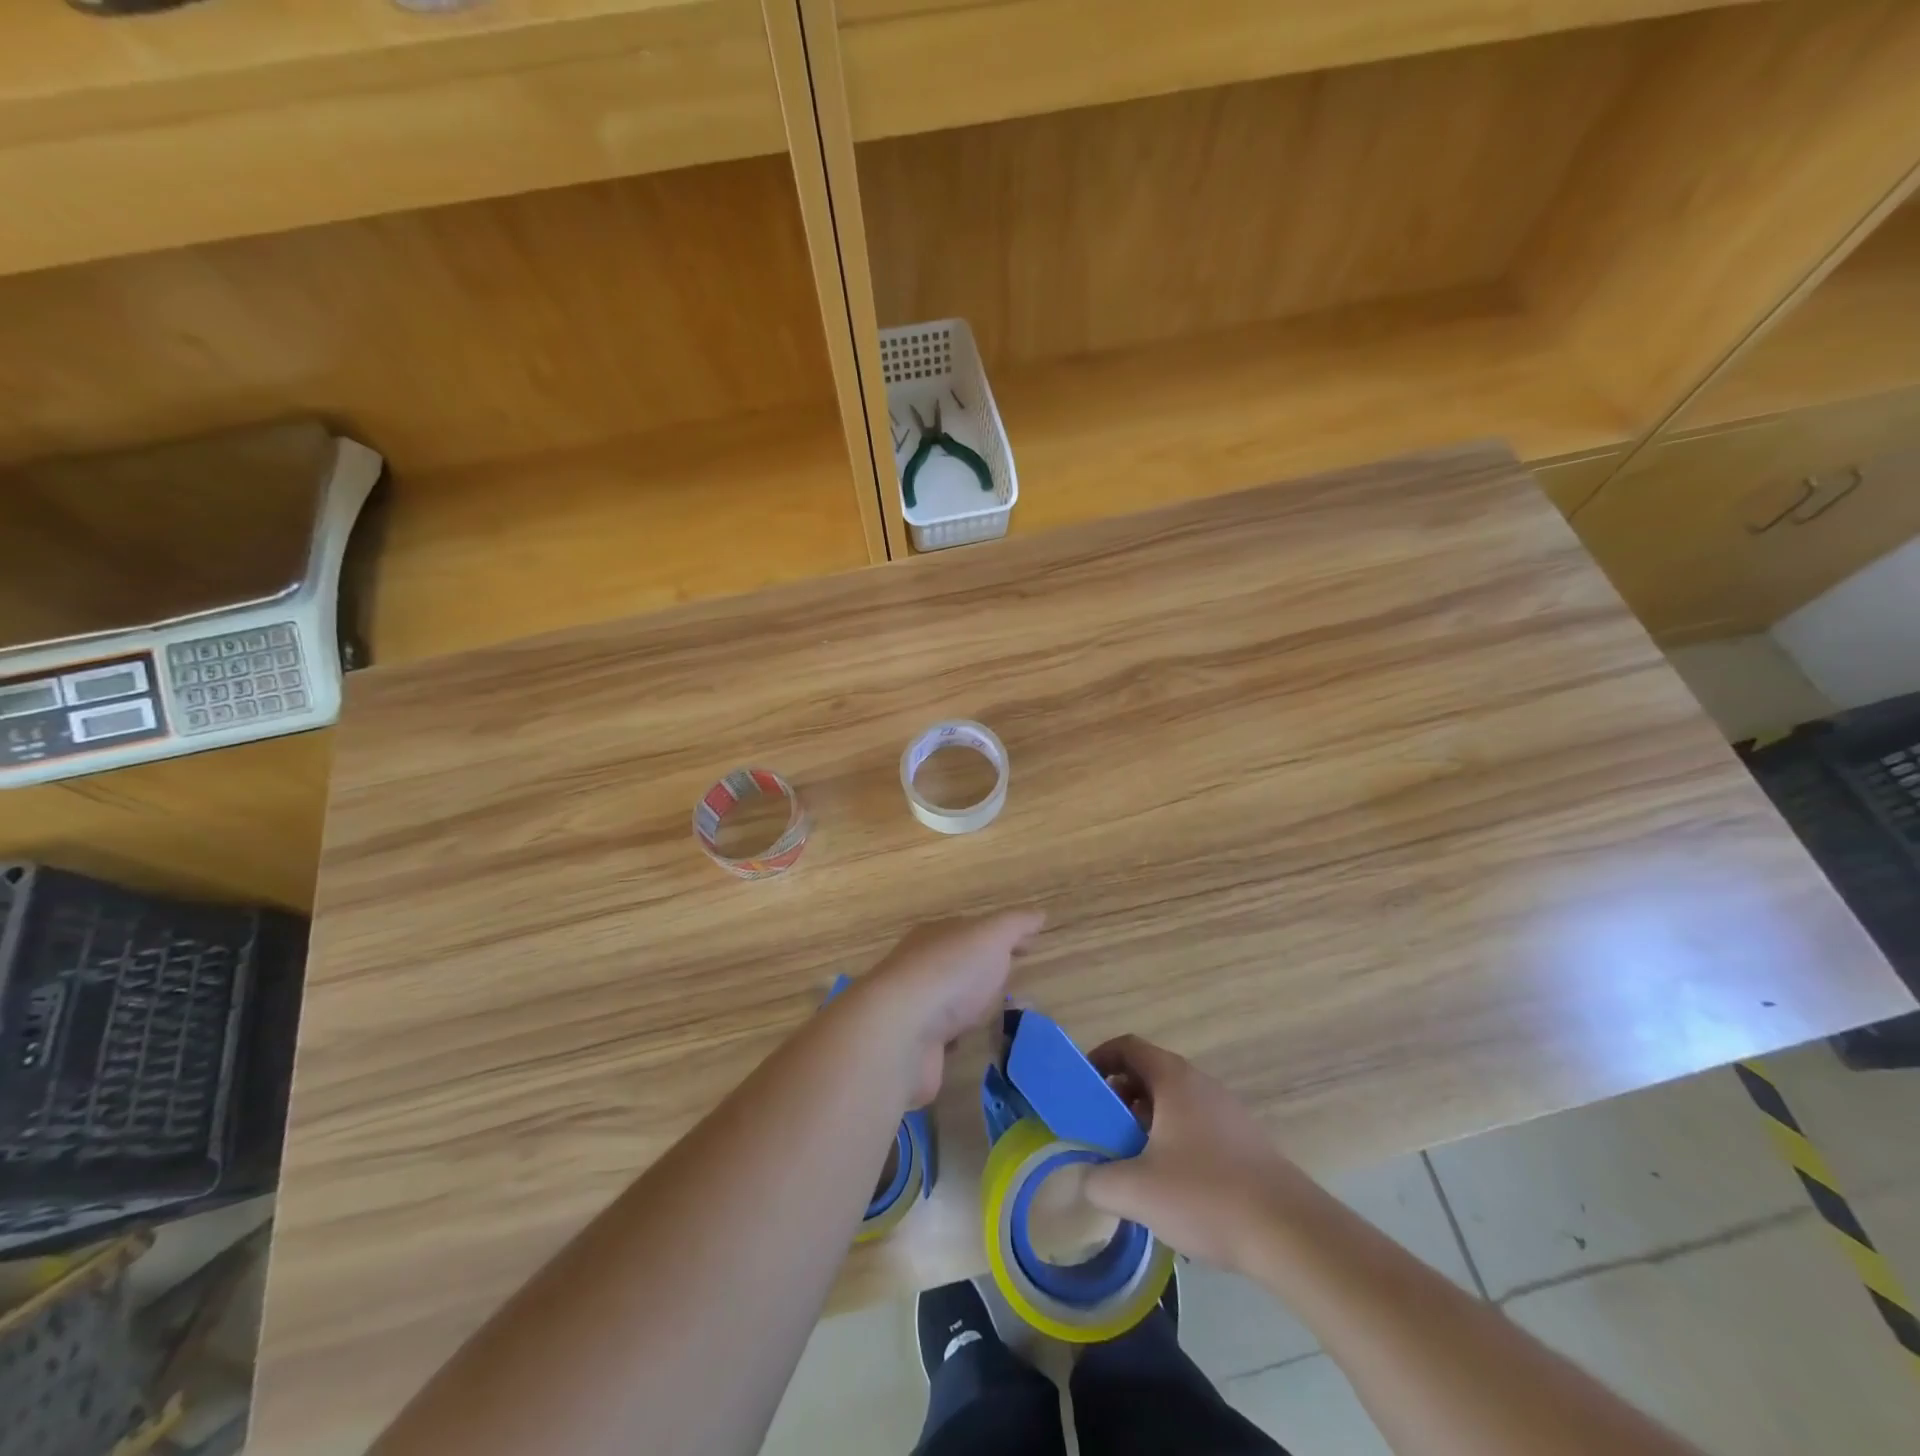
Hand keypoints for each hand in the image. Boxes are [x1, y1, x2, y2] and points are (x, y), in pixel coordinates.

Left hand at [857, 911, 1044, 1105]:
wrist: (899, 1032)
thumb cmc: (950, 973)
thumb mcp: (990, 936)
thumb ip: (1015, 924)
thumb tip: (1039, 914)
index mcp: (937, 935)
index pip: (974, 930)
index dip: (1003, 936)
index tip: (1029, 946)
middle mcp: (921, 966)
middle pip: (960, 964)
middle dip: (987, 970)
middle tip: (1017, 982)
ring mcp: (915, 1008)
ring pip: (951, 1002)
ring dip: (973, 1007)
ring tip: (1004, 1016)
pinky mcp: (915, 1046)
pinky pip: (944, 1038)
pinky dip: (959, 1039)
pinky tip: (975, 1044)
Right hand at [1082, 1035, 1322, 1276]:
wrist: (1291, 1233)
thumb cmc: (1205, 1195)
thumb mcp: (1136, 1191)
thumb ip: (1098, 1180)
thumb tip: (1085, 1178)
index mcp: (1173, 1079)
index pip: (1128, 1046)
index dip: (1099, 1059)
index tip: (1081, 1088)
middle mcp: (1200, 1084)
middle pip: (1149, 1074)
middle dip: (1119, 1099)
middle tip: (1102, 1132)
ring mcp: (1227, 1112)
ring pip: (1174, 1104)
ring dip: (1146, 1124)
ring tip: (1133, 1165)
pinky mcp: (1245, 1142)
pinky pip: (1196, 1127)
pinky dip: (1174, 1142)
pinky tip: (1172, 1189)